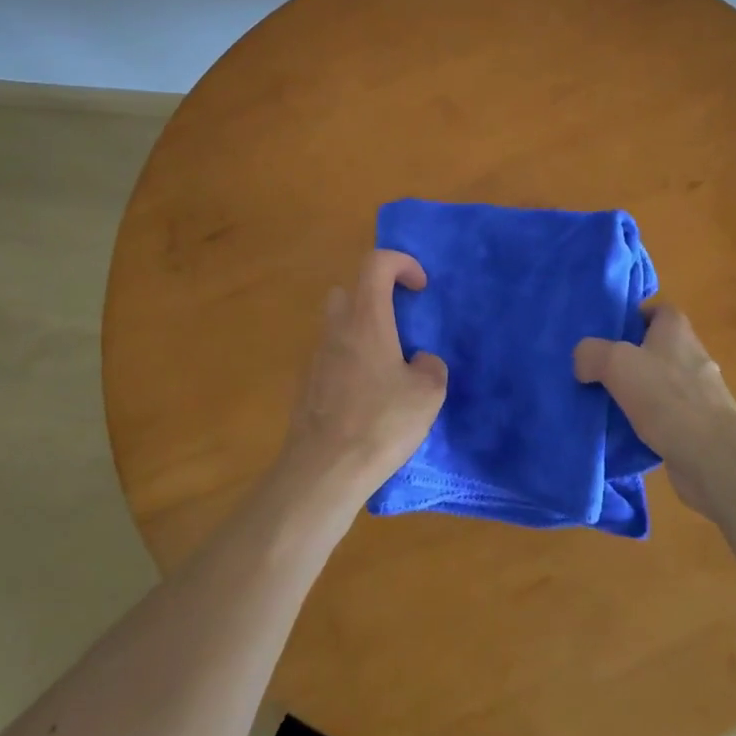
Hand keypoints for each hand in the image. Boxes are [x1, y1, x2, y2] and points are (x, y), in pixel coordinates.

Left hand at [278, 249, 447, 506]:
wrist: (323, 471)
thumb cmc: (379, 423)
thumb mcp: (427, 395)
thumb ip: (430, 367)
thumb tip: (419, 362)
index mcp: (366, 319)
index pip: (376, 263)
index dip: (401, 263)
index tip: (420, 287)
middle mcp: (336, 329)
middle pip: (349, 290)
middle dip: (375, 298)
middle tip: (399, 326)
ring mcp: (315, 358)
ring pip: (337, 326)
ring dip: (362, 333)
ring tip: (387, 368)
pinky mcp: (305, 386)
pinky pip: (330, 359)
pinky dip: (349, 364)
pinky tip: (367, 399)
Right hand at [574, 306, 735, 515]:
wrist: (712, 457)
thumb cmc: (665, 396)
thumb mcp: (615, 362)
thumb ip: (591, 353)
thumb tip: (583, 362)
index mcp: (677, 331)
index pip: (659, 310)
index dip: (636, 316)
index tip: (611, 332)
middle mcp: (693, 356)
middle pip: (658, 348)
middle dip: (631, 358)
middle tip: (600, 370)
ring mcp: (701, 394)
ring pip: (662, 384)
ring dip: (639, 392)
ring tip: (607, 404)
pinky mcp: (701, 427)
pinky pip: (668, 417)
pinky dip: (650, 422)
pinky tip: (627, 433)